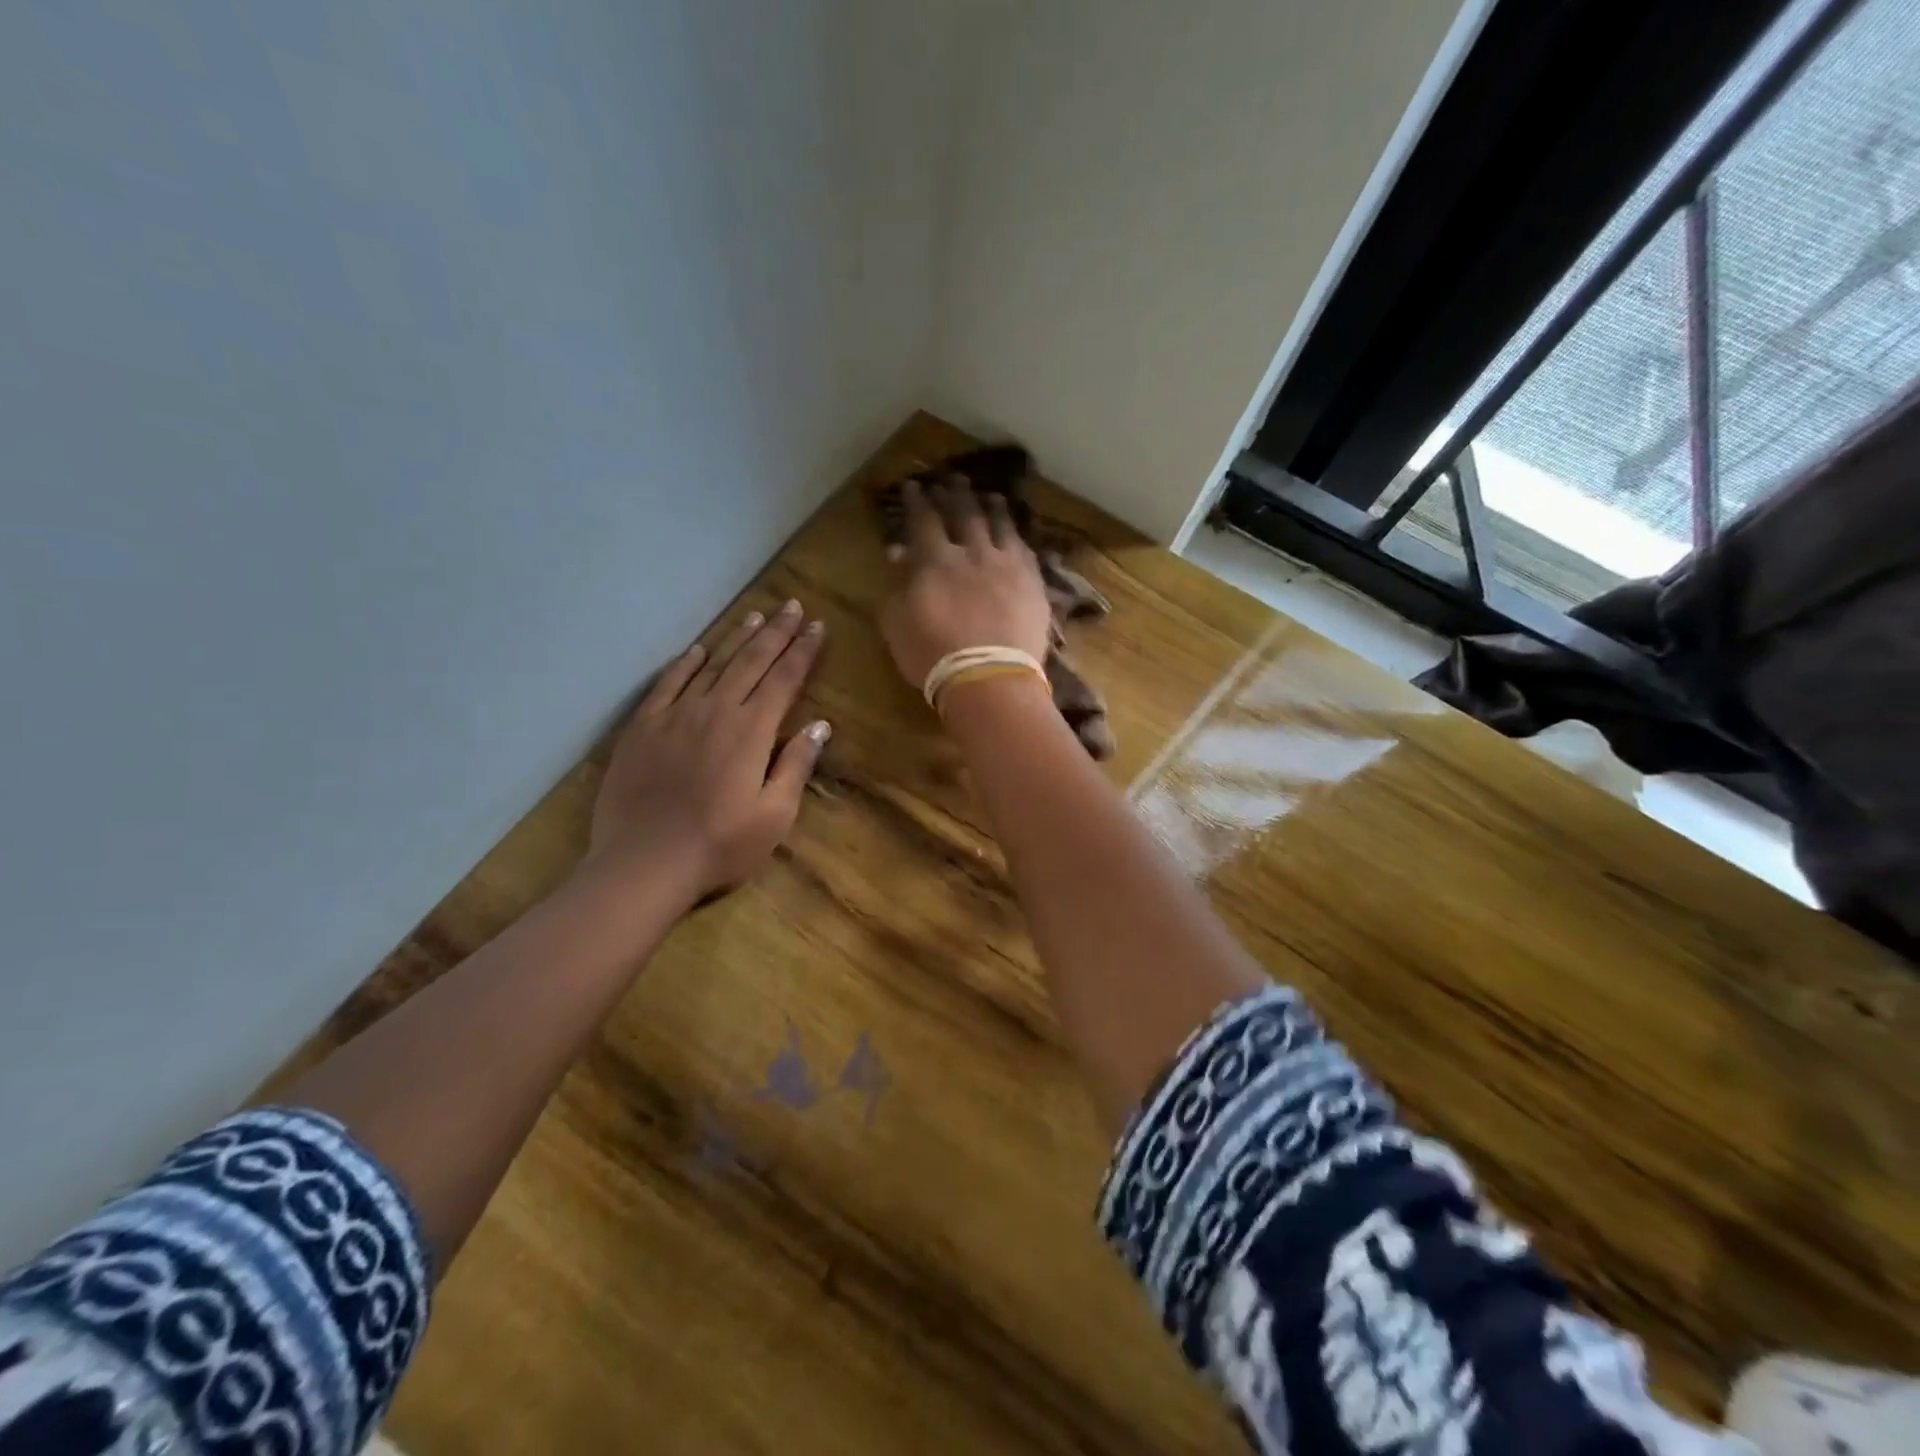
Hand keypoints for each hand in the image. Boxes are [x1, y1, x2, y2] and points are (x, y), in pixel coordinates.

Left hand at [586, 602, 828, 903]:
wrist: (644, 864)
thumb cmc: (720, 846)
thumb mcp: (775, 815)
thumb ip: (796, 765)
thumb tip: (821, 726)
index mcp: (752, 731)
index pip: (784, 679)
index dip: (803, 651)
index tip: (817, 627)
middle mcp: (716, 711)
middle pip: (751, 662)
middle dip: (776, 633)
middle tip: (792, 607)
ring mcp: (675, 716)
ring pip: (712, 665)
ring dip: (736, 639)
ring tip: (755, 617)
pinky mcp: (643, 728)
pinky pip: (667, 684)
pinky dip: (684, 663)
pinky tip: (696, 650)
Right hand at [879, 480, 1053, 690]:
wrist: (989, 679)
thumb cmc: (933, 655)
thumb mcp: (897, 623)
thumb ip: (897, 585)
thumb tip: (899, 553)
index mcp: (935, 560)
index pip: (924, 519)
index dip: (918, 500)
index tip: (914, 485)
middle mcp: (973, 553)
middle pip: (964, 513)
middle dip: (955, 493)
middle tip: (952, 479)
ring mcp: (1008, 566)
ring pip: (1001, 525)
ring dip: (992, 507)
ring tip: (990, 495)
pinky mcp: (1033, 584)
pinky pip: (1026, 549)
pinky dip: (1018, 536)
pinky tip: (1017, 533)